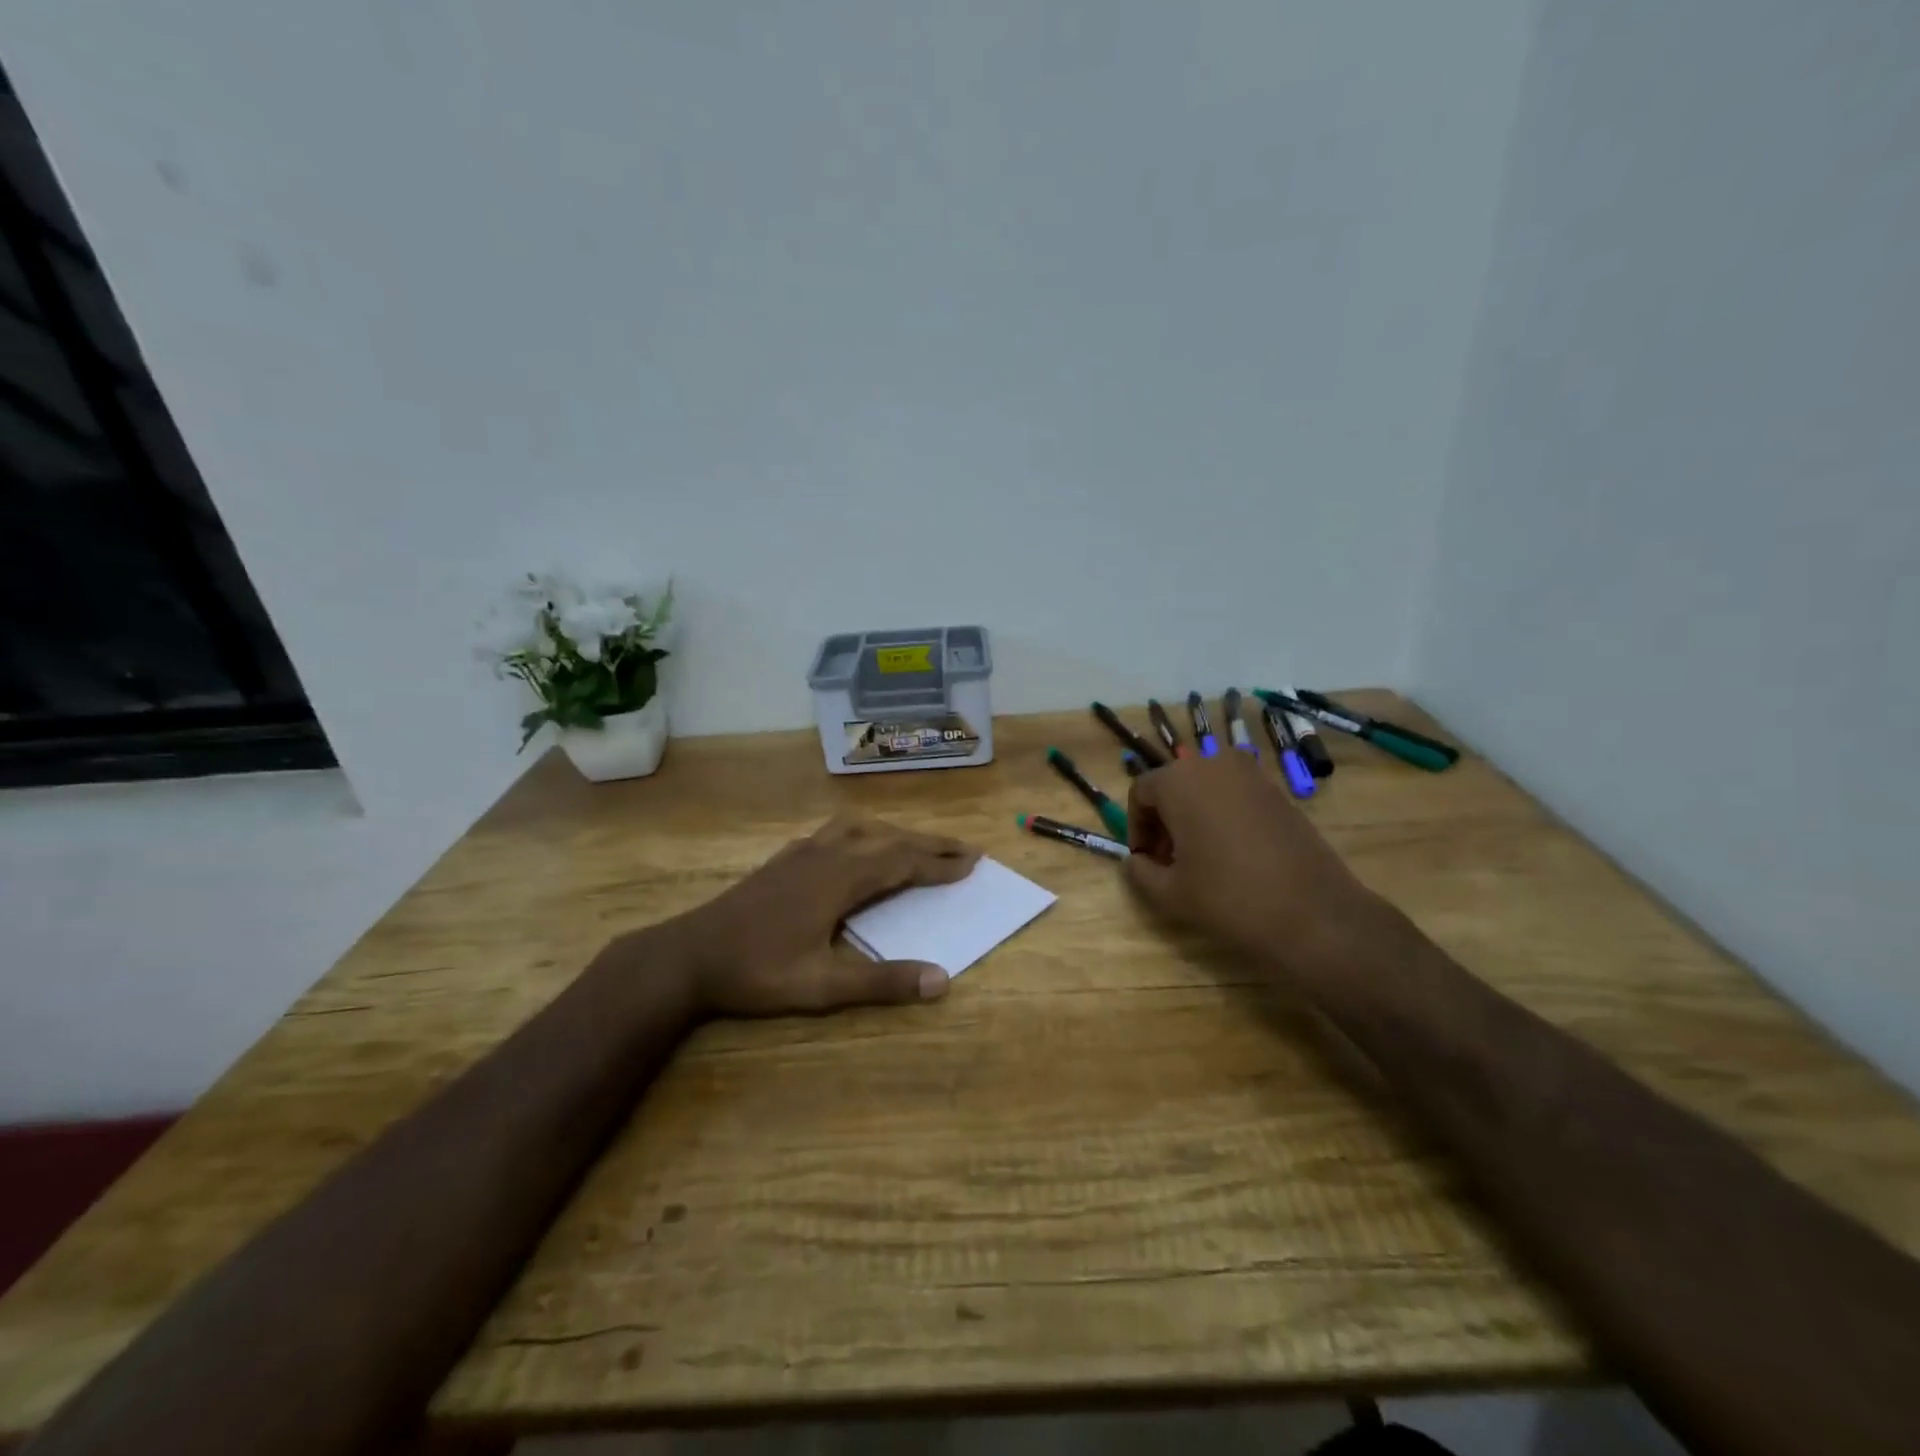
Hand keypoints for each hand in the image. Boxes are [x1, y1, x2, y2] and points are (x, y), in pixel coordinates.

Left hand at [679, 815, 980, 1015]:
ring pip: (860, 829)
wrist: (688, 956)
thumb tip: (942, 979)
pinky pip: (833, 832)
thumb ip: (881, 982)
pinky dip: (860, 834)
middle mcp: (826, 855)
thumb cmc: (756, 972)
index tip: (973, 862)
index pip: (902, 863)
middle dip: (929, 843)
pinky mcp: (783, 859)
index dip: (940, 863)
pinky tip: (853, 847)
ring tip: (916, 844)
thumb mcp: (821, 986)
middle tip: (964, 849)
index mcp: (840, 880)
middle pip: (888, 839)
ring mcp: (801, 853)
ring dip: (895, 834)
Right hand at [1124, 753, 1380, 974]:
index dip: (1136, 827)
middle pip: (1174, 785)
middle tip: (1169, 861)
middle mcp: (1214, 764)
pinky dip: (1223, 816)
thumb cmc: (1229, 899)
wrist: (1314, 915)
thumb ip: (1140, 871)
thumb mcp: (1170, 893)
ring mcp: (1252, 775)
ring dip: (1193, 817)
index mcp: (1180, 781)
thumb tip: (1136, 860)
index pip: (1141, 792)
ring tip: (1200, 859)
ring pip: (1205, 789)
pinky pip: (1235, 796)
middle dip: (1164, 820)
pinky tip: (1233, 856)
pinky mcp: (1279, 793)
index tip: (1145, 860)